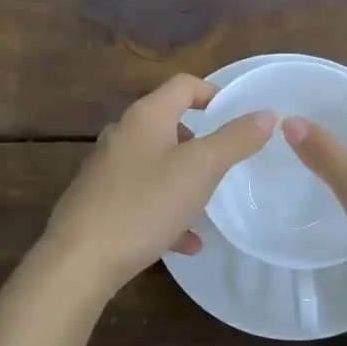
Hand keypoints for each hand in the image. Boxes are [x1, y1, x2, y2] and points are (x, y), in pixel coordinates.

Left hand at [40, 74, 274, 299]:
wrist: (80, 261)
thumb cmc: (145, 204)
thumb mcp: (201, 169)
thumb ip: (235, 139)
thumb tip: (267, 114)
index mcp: (146, 116)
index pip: (184, 84)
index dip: (214, 93)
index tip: (239, 116)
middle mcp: (122, 134)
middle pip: (168, 123)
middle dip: (200, 141)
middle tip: (225, 163)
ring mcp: (106, 169)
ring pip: (156, 163)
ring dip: (184, 179)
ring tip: (207, 203)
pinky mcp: (98, 202)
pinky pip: (142, 198)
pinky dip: (166, 211)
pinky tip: (186, 242)